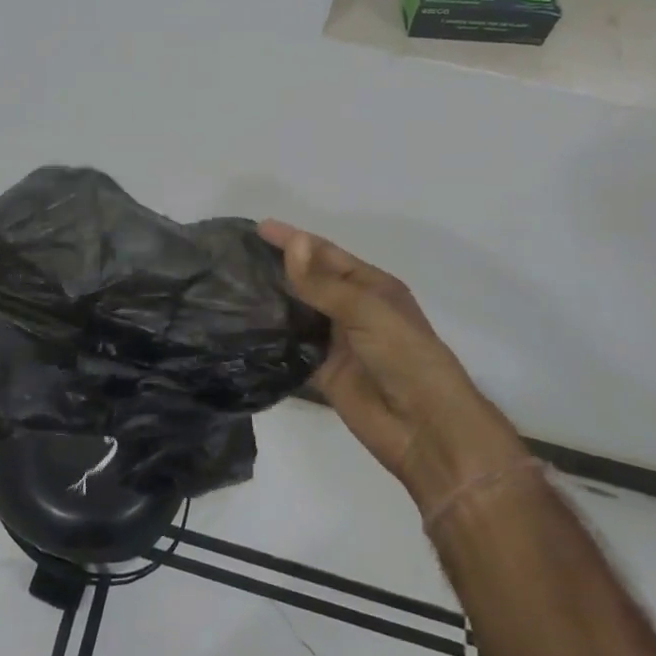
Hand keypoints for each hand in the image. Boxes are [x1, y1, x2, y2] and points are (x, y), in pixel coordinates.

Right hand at [260, 221, 522, 511]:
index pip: (325, 254)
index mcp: (371, 287)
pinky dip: (271, 340)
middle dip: (277, 268)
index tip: (257, 227)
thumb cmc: (404, 356)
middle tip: (234, 257)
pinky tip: (242, 329)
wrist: (425, 427)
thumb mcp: (366, 311)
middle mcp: (352, 310)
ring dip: (270, 302)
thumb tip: (292, 242)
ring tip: (230, 287)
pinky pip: (291, 350)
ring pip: (296, 314)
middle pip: (308, 282)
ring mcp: (336, 342)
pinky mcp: (322, 373)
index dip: (294, 239)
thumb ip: (322, 283)